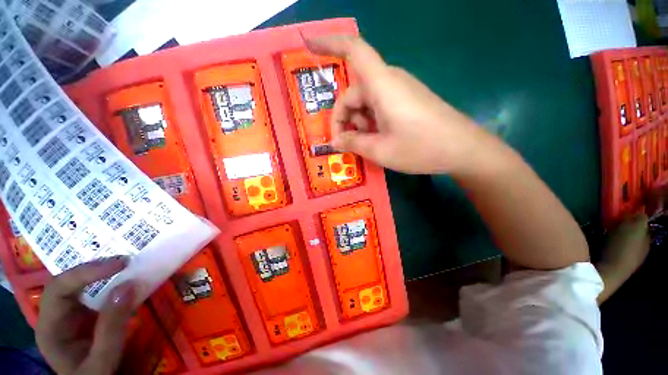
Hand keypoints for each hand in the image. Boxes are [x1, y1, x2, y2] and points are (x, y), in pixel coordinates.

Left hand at [36, 256, 135, 374]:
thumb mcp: (103, 359)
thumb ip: (112, 327)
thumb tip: (128, 285)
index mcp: (50, 327)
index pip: (58, 288)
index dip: (85, 272)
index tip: (119, 265)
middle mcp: (55, 315)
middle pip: (67, 283)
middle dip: (93, 269)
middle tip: (124, 261)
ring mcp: (69, 315)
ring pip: (79, 285)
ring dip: (101, 274)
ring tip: (125, 266)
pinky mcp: (85, 316)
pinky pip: (93, 294)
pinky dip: (108, 284)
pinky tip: (122, 280)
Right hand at [306, 35, 490, 173]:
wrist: (463, 149)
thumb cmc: (421, 148)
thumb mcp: (380, 150)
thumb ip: (353, 143)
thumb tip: (335, 141)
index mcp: (382, 85)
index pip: (353, 50)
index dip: (328, 42)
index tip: (307, 43)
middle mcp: (389, 81)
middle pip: (354, 92)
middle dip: (344, 118)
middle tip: (345, 143)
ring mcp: (400, 90)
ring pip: (366, 102)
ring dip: (358, 123)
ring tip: (365, 145)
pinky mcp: (407, 100)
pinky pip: (379, 106)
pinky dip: (371, 122)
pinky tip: (376, 140)